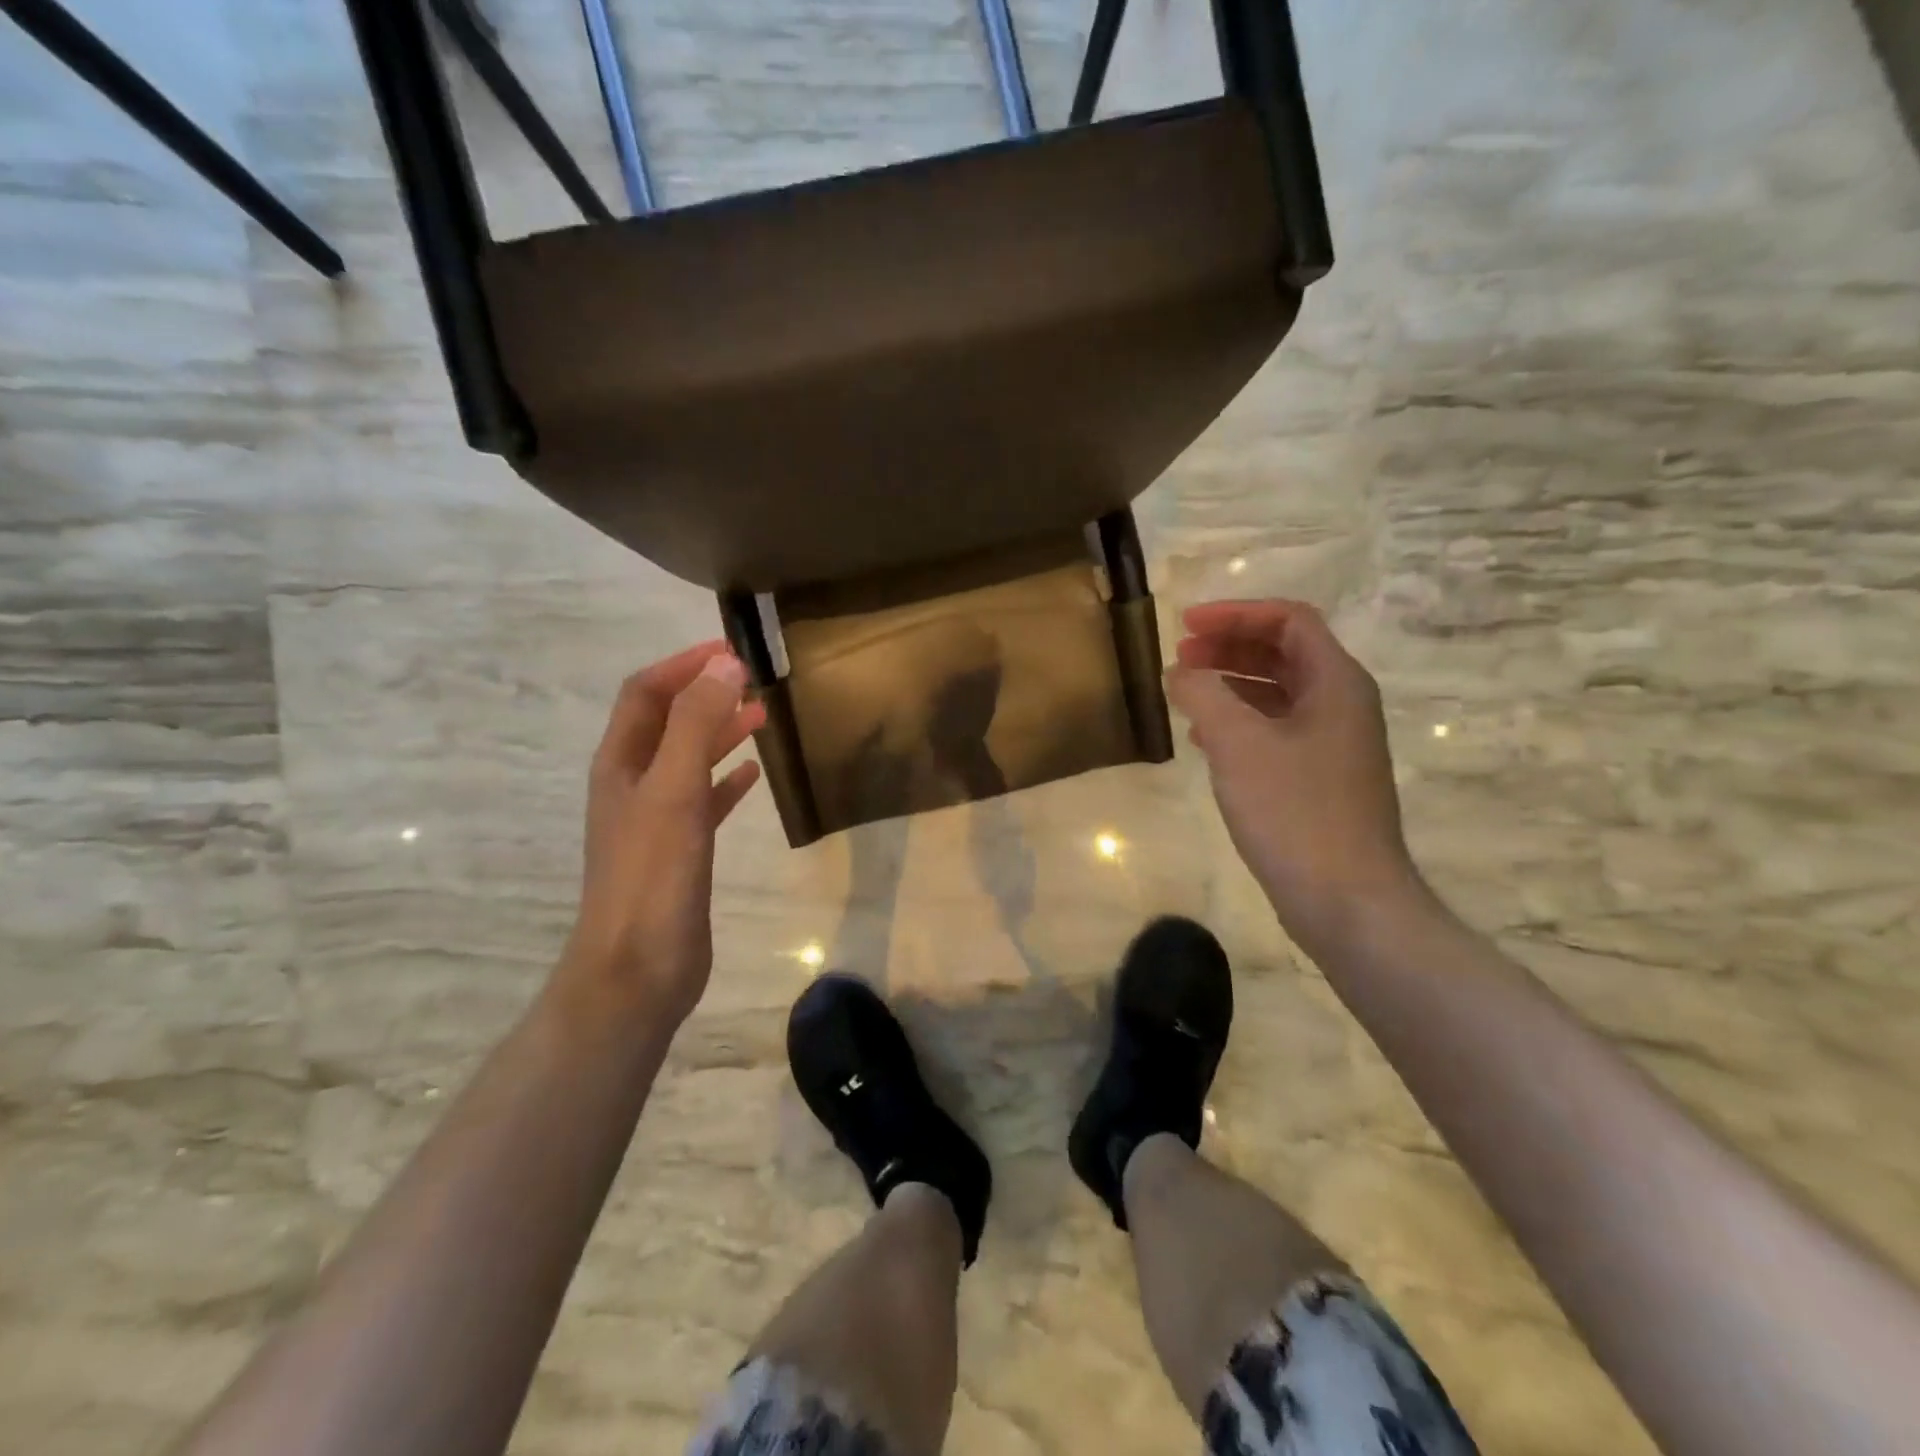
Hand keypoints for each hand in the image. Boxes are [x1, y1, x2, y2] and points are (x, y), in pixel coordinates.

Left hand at [559, 641, 765, 1025]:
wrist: (638, 968)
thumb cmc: (652, 875)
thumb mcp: (673, 790)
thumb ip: (696, 724)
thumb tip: (724, 664)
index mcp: (621, 763)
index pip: (645, 693)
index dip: (683, 665)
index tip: (731, 650)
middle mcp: (632, 784)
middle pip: (667, 721)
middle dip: (705, 693)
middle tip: (754, 679)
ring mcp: (655, 819)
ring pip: (688, 758)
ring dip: (720, 732)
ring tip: (761, 716)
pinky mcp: (680, 850)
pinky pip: (705, 800)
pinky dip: (726, 780)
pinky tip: (753, 776)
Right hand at [1166, 600, 1416, 951]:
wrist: (1346, 900)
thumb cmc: (1294, 812)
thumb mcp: (1238, 744)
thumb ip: (1204, 695)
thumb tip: (1181, 672)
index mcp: (1336, 683)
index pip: (1289, 621)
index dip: (1236, 614)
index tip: (1186, 626)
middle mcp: (1342, 705)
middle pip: (1285, 653)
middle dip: (1230, 647)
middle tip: (1181, 656)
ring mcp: (1333, 745)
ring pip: (1279, 693)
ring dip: (1232, 683)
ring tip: (1185, 692)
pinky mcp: (1319, 779)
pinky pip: (1276, 730)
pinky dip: (1240, 722)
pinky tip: (1205, 740)